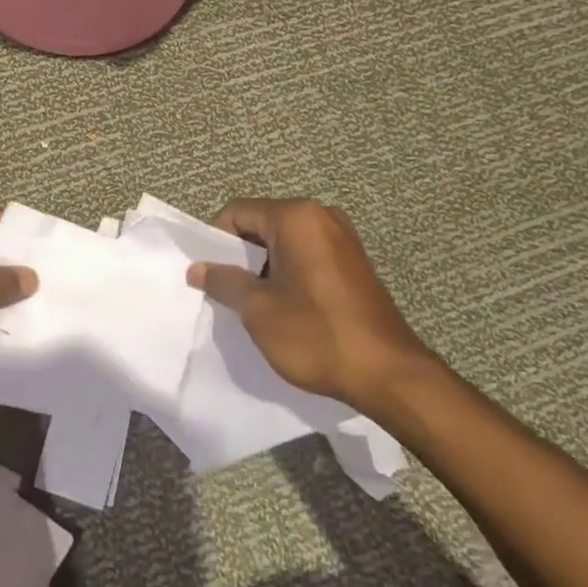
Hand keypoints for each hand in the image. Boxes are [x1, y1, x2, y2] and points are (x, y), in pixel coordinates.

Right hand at [187, 198, 435, 408]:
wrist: (389, 374)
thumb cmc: (316, 335)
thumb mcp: (258, 310)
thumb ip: (224, 282)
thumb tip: (197, 268)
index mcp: (296, 218)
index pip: (238, 213)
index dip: (214, 240)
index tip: (207, 274)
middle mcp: (321, 216)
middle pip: (262, 223)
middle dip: (240, 255)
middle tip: (226, 291)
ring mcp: (342, 238)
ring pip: (284, 241)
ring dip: (263, 266)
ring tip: (254, 303)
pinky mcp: (354, 262)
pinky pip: (307, 255)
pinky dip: (288, 272)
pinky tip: (285, 306)